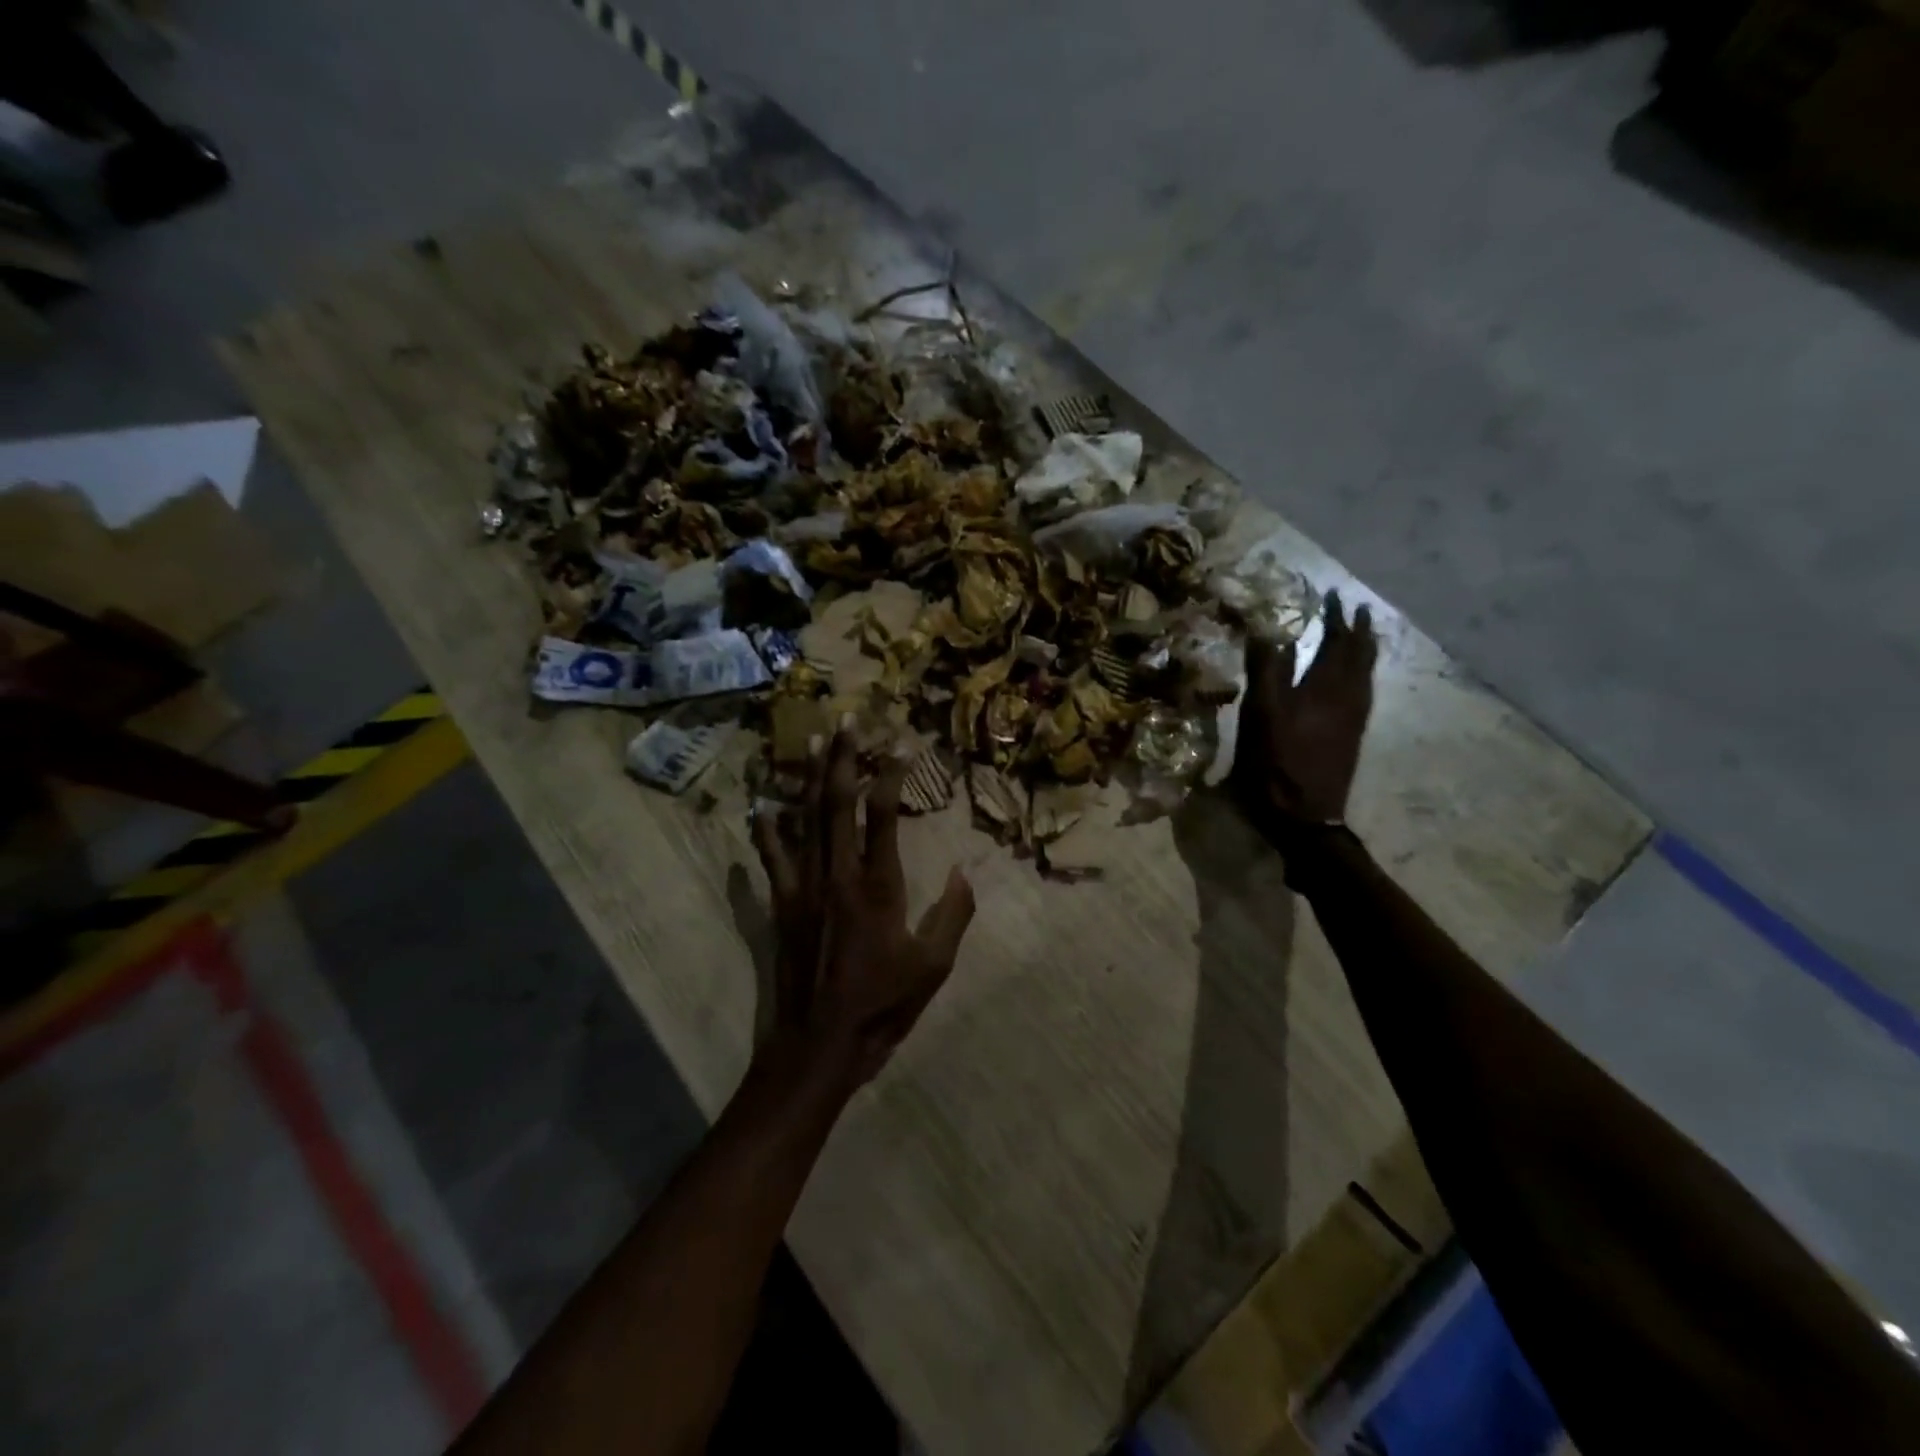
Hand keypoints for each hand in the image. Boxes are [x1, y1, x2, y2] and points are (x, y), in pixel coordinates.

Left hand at [752, 726, 975, 1085]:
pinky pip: (772, 858)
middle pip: (838, 803)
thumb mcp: (933, 966)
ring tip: (814, 743)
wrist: (820, 1042)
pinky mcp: (782, 904)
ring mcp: (804, 886)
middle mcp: (838, 874)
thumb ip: (953, 915)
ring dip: (811, 779)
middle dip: (845, 759)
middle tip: (847, 722)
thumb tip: (967, 872)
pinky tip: (762, 805)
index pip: (882, 815)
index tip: (900, 746)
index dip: (891, 775)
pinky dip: (767, 830)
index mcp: (878, 885)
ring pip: (806, 820)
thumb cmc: (882, 1005)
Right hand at [1232, 589, 1377, 837]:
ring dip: (1363, 650)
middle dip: (1356, 630)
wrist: (1305, 815)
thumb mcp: (1262, 714)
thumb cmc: (1277, 762)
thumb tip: (1269, 630)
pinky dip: (1362, 673)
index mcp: (1325, 687)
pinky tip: (1355, 679)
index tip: (1332, 593)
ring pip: (1366, 674)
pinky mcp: (1352, 735)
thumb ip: (1267, 671)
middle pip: (1359, 655)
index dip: (1334, 616)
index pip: (1336, 641)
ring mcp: (1353, 718)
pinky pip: (1364, 691)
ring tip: (1360, 635)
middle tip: (1354, 609)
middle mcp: (1348, 697)